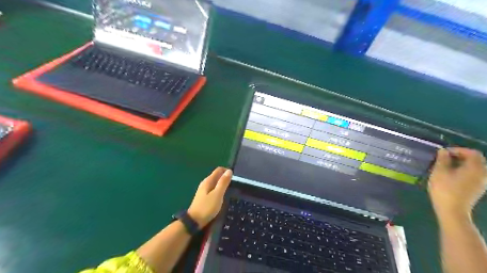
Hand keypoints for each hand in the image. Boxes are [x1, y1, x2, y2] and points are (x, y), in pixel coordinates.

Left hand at [187, 168, 231, 228]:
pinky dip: (219, 190)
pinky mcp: (204, 197)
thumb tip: (229, 171)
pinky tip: (222, 196)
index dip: (227, 171)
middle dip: (225, 178)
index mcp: (208, 181)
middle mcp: (205, 183)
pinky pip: (213, 189)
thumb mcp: (217, 194)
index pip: (219, 170)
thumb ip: (223, 182)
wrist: (194, 221)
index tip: (235, 178)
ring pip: (215, 183)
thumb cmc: (207, 207)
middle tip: (235, 185)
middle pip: (217, 176)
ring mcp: (203, 190)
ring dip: (222, 184)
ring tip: (230, 190)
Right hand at [427, 148, 483, 222]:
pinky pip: (473, 175)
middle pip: (475, 160)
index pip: (472, 153)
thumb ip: (442, 159)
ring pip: (474, 168)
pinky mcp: (477, 189)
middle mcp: (483, 174)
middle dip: (459, 157)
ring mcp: (482, 183)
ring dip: (460, 164)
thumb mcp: (439, 172)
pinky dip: (463, 171)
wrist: (452, 210)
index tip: (443, 152)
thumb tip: (443, 151)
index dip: (458, 150)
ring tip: (445, 166)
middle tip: (443, 158)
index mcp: (476, 168)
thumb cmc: (445, 189)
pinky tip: (450, 176)